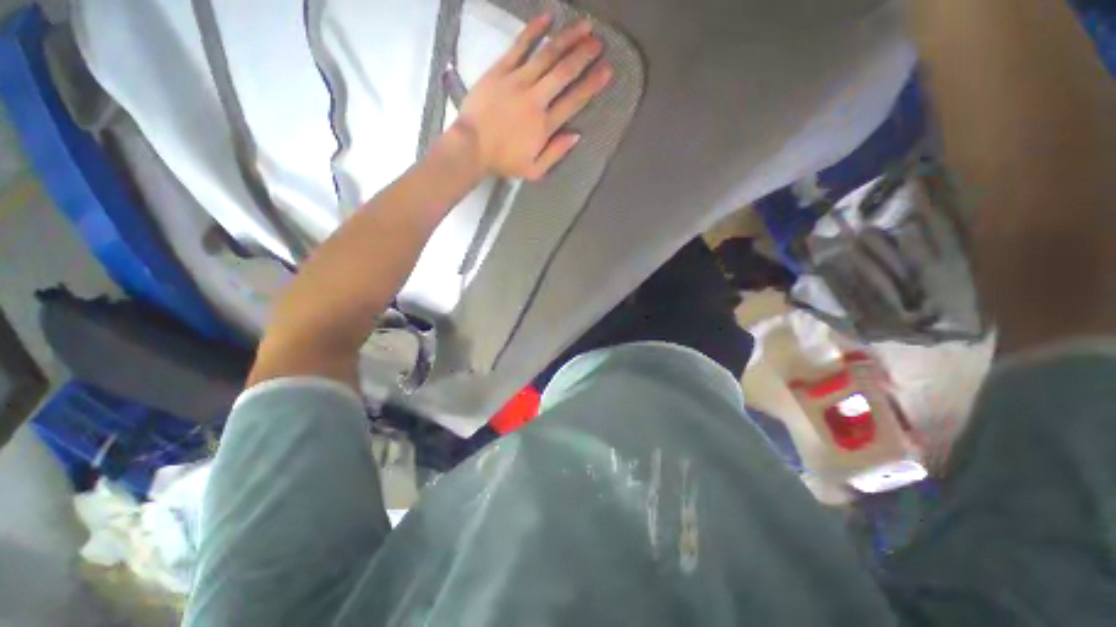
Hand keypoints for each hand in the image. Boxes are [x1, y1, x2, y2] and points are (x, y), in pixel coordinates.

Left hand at [452, 14, 612, 180]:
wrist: (471, 147)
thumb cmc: (503, 161)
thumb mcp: (534, 170)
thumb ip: (556, 153)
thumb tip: (576, 135)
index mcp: (544, 125)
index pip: (574, 101)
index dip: (591, 84)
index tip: (606, 70)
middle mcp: (535, 99)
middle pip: (564, 73)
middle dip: (584, 56)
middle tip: (598, 43)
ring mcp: (517, 81)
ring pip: (547, 55)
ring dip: (567, 39)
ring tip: (584, 27)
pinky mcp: (500, 70)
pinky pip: (520, 46)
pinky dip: (534, 31)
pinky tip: (548, 18)